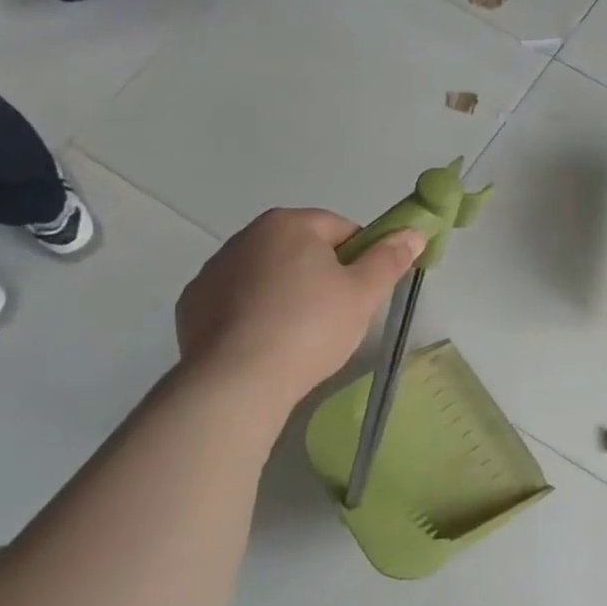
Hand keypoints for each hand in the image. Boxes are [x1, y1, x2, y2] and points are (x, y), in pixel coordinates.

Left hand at [176, 208, 426, 404]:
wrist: (237, 381)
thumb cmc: (310, 327)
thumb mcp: (364, 293)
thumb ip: (390, 258)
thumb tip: (414, 232)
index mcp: (289, 224)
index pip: (341, 229)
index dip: (361, 258)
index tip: (364, 292)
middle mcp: (245, 236)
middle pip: (301, 249)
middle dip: (321, 275)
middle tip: (337, 316)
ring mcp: (212, 270)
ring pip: (267, 275)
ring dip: (285, 293)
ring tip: (299, 336)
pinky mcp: (191, 305)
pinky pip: (236, 302)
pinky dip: (252, 315)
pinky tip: (264, 345)